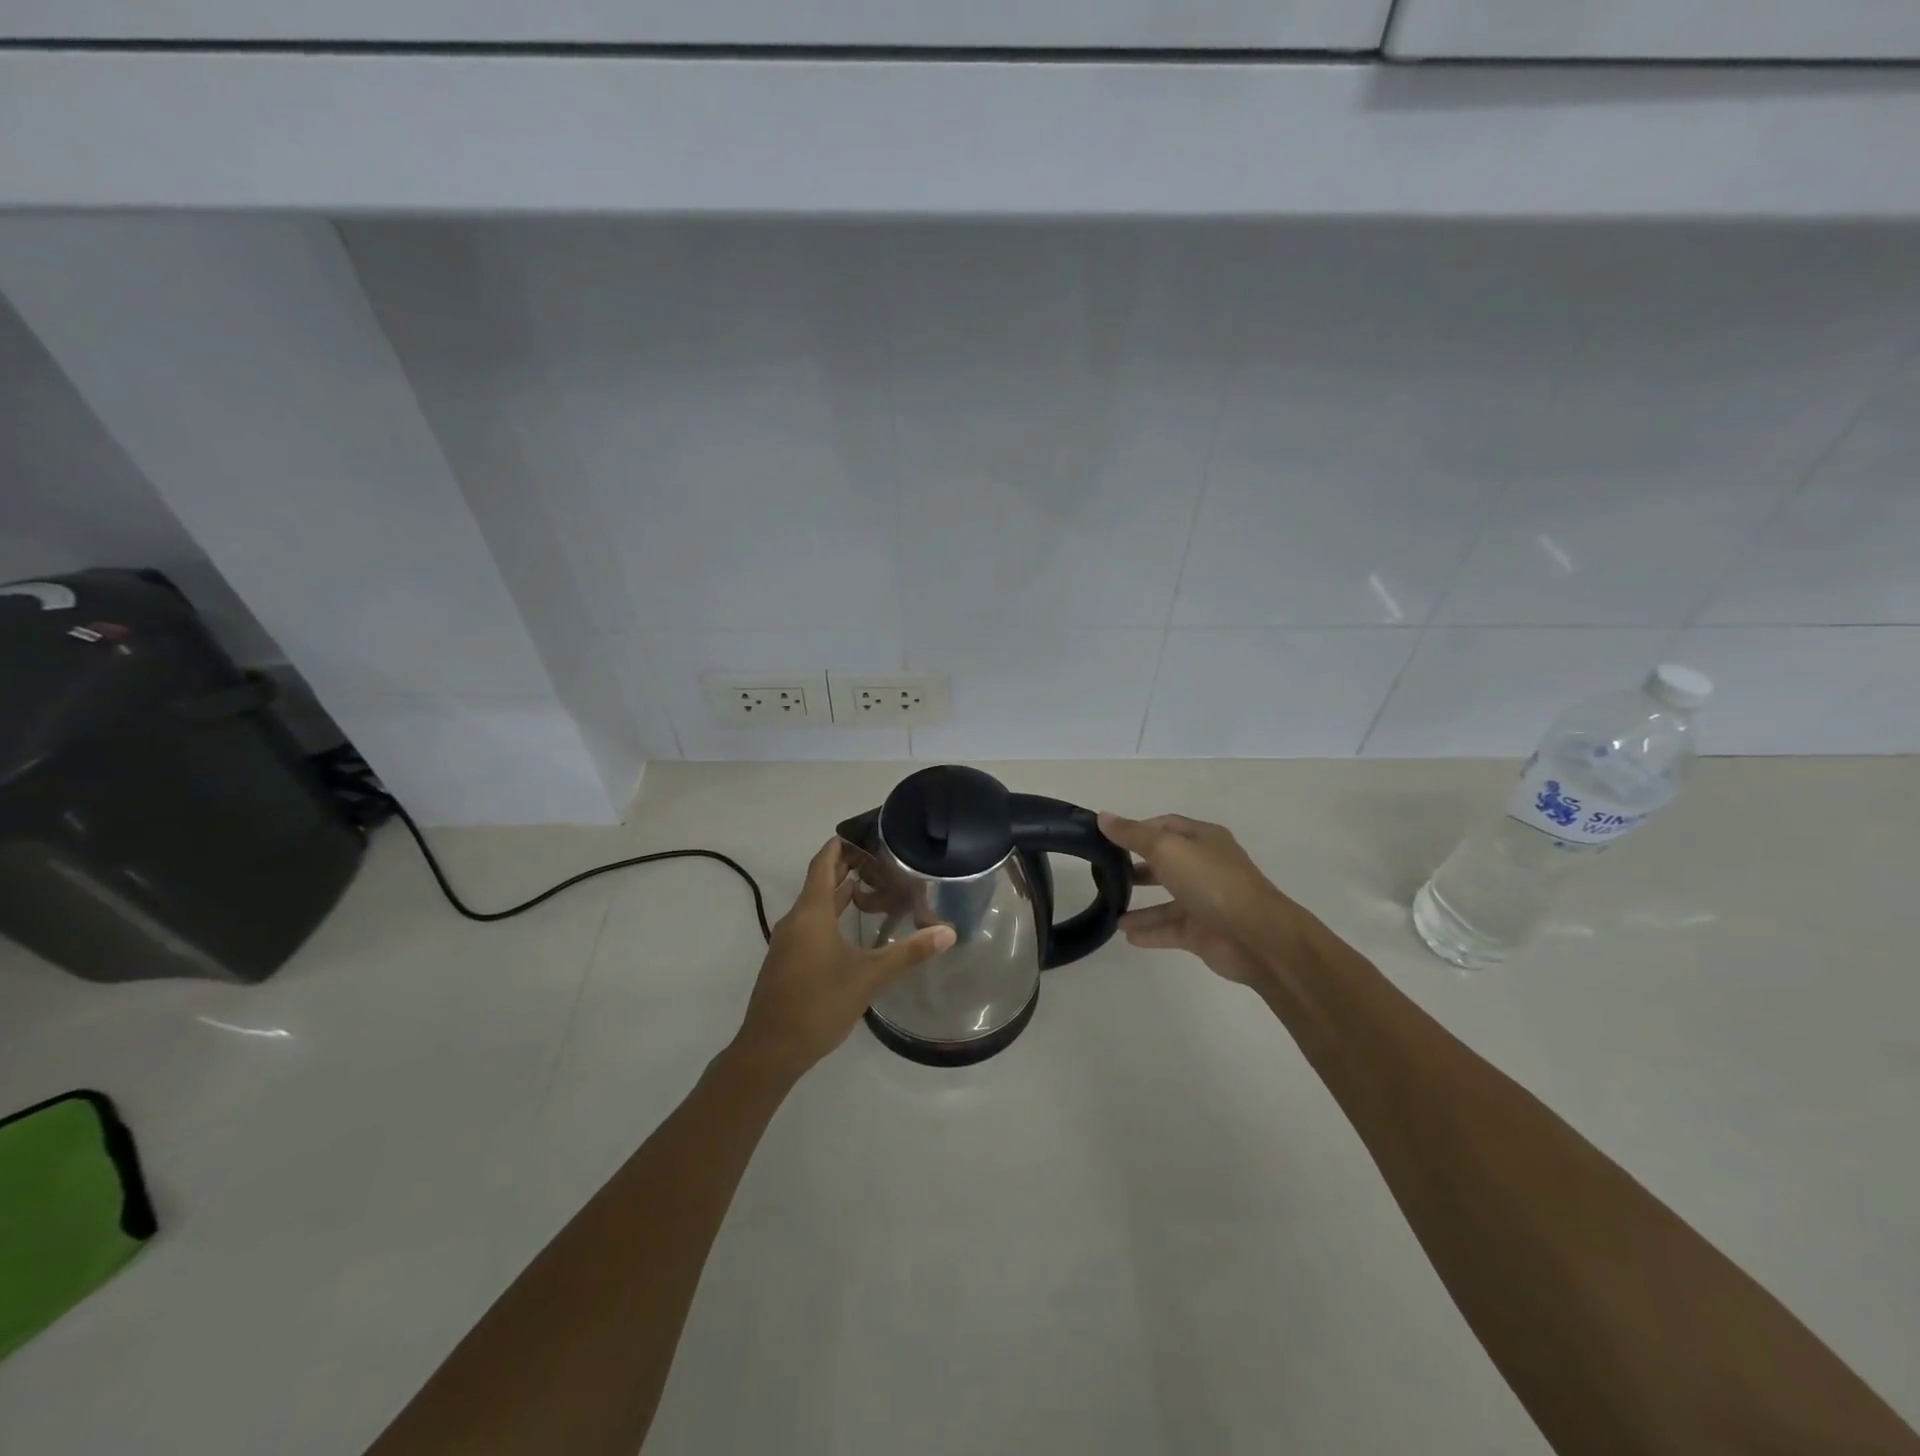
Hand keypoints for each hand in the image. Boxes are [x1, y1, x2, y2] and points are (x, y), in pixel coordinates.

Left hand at [730, 838, 954, 1081]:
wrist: (770, 1050)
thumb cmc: (819, 1004)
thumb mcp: (869, 977)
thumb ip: (909, 953)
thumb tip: (948, 932)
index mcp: (811, 913)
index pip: (823, 864)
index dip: (840, 846)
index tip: (863, 833)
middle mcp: (796, 921)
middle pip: (820, 883)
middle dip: (846, 868)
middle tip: (880, 859)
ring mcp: (789, 943)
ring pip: (815, 906)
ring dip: (840, 894)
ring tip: (872, 887)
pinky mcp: (788, 963)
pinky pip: (811, 926)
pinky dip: (832, 916)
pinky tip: (852, 930)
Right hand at [1097, 812, 1296, 987]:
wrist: (1256, 937)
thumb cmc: (1211, 882)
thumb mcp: (1167, 849)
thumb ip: (1133, 835)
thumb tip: (1102, 817)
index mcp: (1203, 839)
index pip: (1166, 826)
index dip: (1137, 829)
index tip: (1107, 838)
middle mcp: (1205, 867)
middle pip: (1166, 862)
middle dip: (1136, 866)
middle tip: (1105, 872)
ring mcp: (1206, 901)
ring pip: (1166, 899)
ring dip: (1139, 903)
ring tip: (1109, 908)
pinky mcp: (1203, 932)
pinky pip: (1170, 928)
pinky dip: (1149, 931)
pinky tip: (1125, 934)